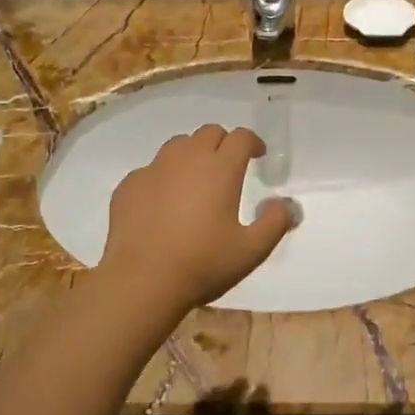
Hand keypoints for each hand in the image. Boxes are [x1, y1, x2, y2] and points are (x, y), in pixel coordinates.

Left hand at [100, 125, 297, 313]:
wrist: (141, 281)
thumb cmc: (202, 264)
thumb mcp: (251, 251)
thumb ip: (275, 223)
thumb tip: (286, 204)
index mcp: (220, 169)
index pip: (241, 137)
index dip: (253, 142)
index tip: (258, 155)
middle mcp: (186, 159)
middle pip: (209, 133)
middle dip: (223, 143)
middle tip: (229, 166)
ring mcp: (153, 169)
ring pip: (177, 146)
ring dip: (192, 154)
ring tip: (196, 180)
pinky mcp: (129, 185)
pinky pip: (151, 170)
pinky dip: (163, 177)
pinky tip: (163, 203)